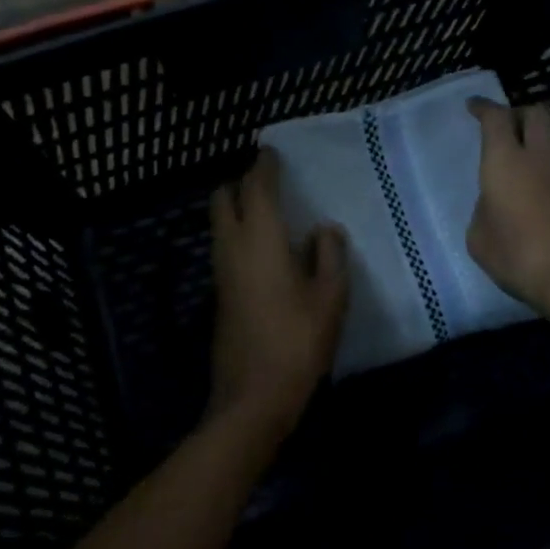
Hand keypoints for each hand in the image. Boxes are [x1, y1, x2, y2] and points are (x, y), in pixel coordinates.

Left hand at [207, 148, 348, 435]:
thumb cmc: (298, 341)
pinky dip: (238, 234)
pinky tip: (265, 249)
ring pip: (219, 224)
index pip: (255, 187)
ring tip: (270, 212)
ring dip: (237, 209)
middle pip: (223, 199)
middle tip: (269, 183)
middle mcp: (232, 247)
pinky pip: (224, 247)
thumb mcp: (330, 297)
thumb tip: (324, 229)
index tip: (272, 152)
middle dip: (240, 183)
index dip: (263, 166)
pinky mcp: (219, 294)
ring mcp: (221, 271)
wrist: (253, 396)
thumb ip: (329, 255)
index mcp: (260, 238)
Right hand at [467, 98, 549, 329]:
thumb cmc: (521, 257)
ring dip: (539, 151)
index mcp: (507, 161)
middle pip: (537, 115)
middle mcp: (542, 160)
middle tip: (506, 127)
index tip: (474, 106)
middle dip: (519, 113)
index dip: (484, 108)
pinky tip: (545, 211)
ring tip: (523, 177)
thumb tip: (496, 206)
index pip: (496, 118)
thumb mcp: (480, 240)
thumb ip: (484, 213)